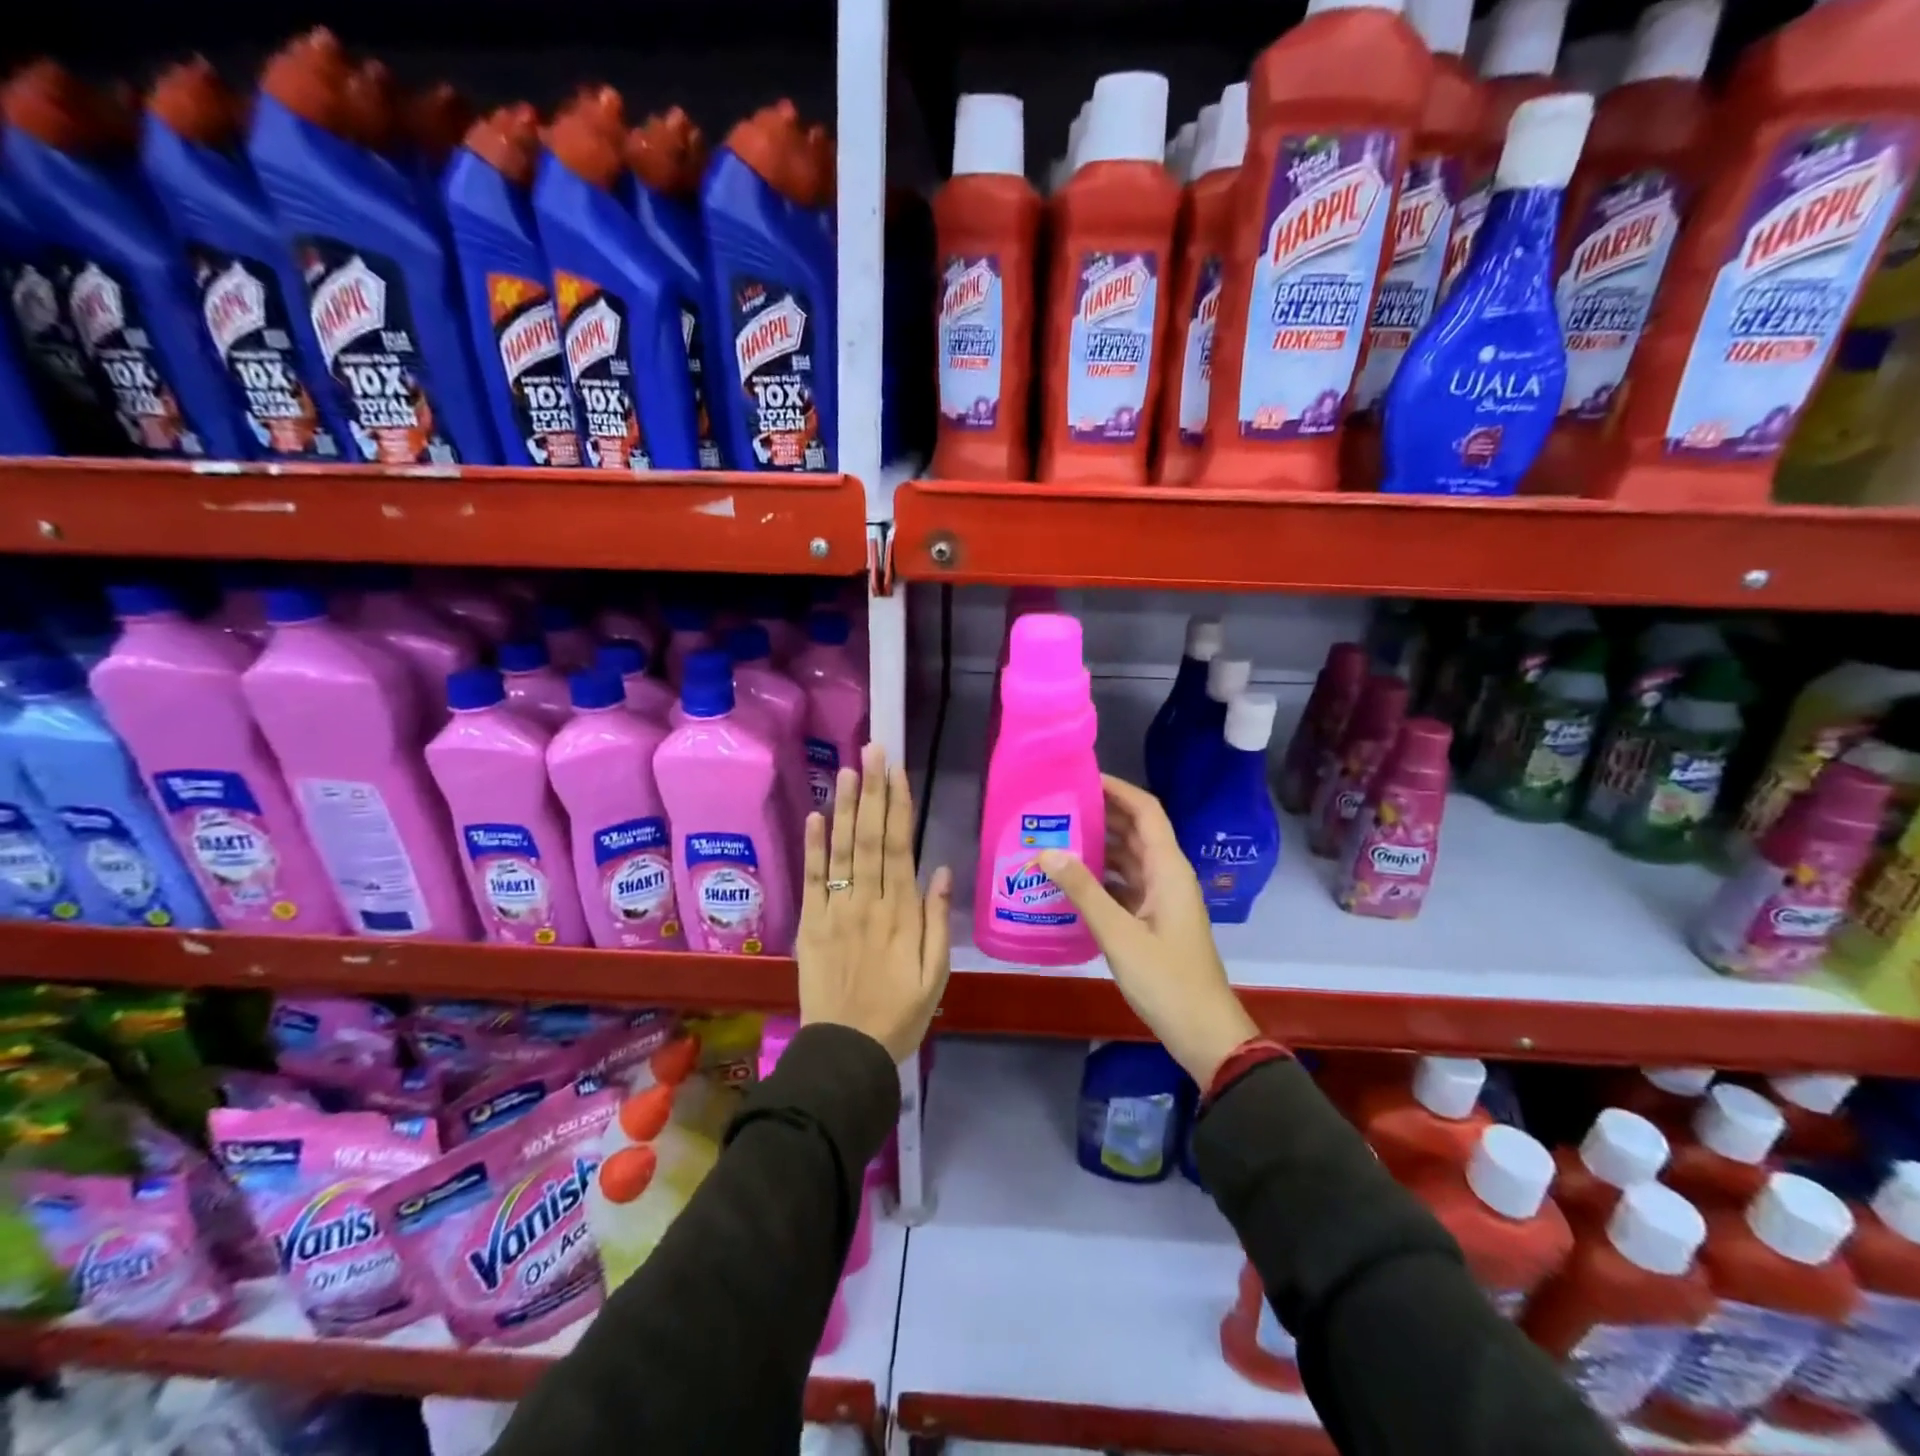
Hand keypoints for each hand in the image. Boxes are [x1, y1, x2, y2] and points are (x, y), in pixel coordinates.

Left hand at [797, 743, 952, 1061]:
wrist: (846, 1052)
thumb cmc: (900, 1014)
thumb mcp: (936, 974)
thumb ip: (938, 921)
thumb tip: (942, 870)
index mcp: (902, 913)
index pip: (900, 846)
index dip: (898, 805)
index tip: (897, 770)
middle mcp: (868, 902)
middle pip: (870, 837)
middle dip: (872, 791)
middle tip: (872, 750)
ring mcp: (836, 910)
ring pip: (842, 850)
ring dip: (844, 807)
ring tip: (847, 769)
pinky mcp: (811, 923)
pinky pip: (812, 879)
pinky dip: (813, 847)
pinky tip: (815, 815)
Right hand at [1039, 776, 1257, 1087]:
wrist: (1203, 1031)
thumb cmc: (1166, 979)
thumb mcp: (1119, 934)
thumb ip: (1083, 891)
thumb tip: (1047, 851)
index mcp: (1168, 869)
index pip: (1146, 811)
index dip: (1118, 789)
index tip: (1081, 778)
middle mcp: (1168, 875)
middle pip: (1136, 830)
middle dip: (1101, 814)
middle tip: (1057, 806)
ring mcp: (1163, 898)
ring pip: (1129, 858)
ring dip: (1099, 845)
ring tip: (1056, 836)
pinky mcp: (1154, 919)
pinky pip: (1126, 884)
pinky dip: (1101, 876)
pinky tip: (1070, 881)